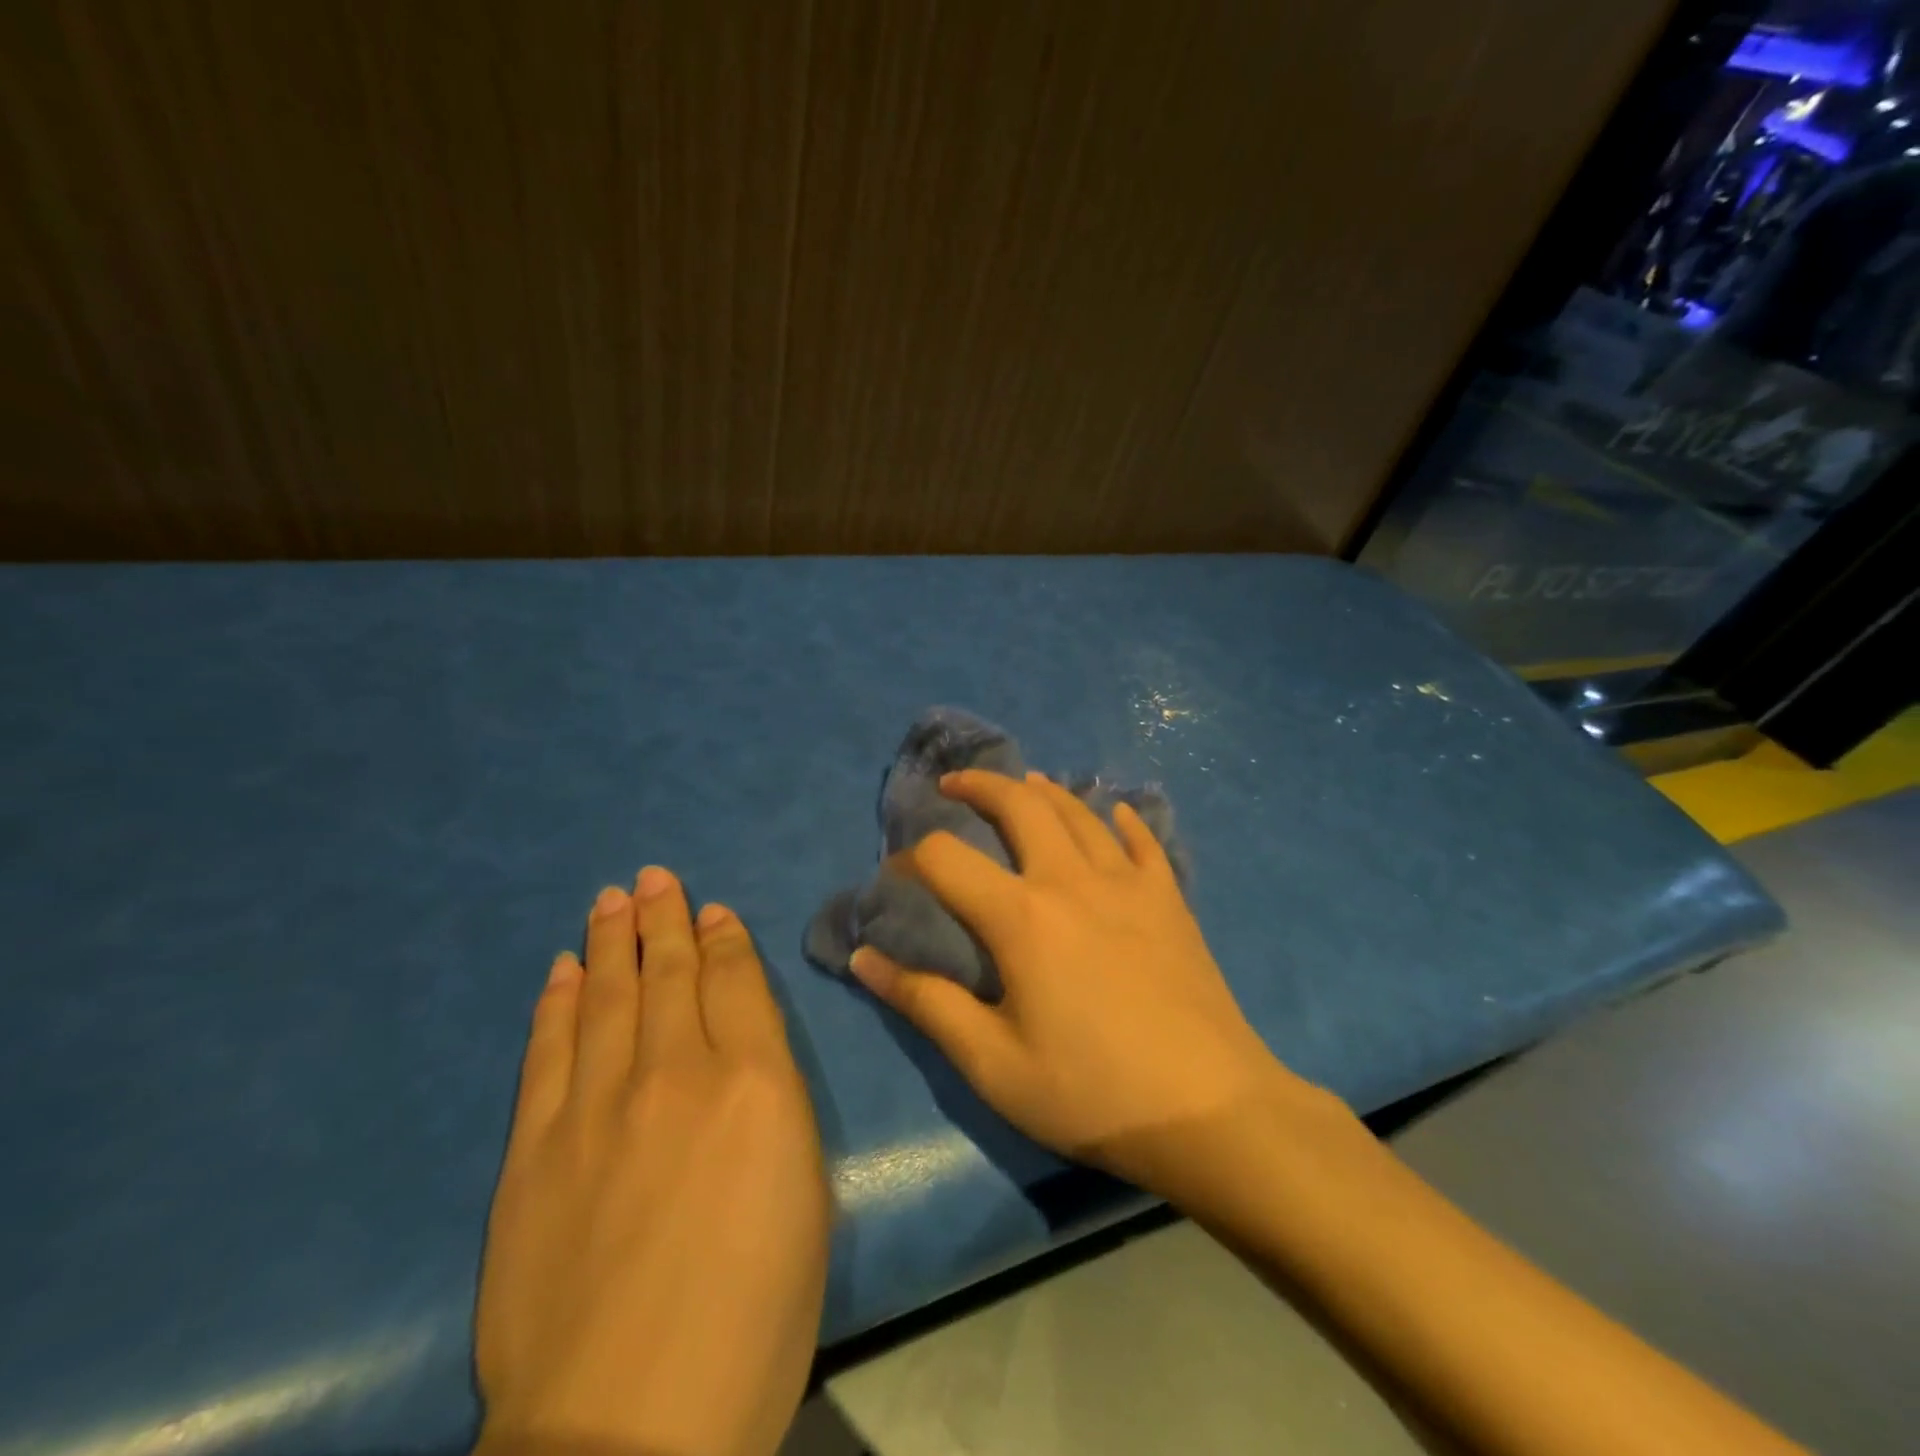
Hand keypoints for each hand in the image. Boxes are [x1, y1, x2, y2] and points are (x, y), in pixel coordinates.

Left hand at [475, 868, 829, 1455]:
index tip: (711, 908)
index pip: (734, 982)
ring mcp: (595, 1105)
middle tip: (653, 877)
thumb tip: (749, 1051)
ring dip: (609, 941)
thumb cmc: (756, 1314)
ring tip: (611, 898)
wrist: (629, 1425)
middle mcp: (674, 1071)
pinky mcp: (533, 1148)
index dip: (723, 938)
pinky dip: (554, 1003)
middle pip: (668, 973)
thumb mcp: (805, 1191)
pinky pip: (547, 1051)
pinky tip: (559, 969)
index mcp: (753, 1082)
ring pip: (604, 995)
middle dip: (663, 919)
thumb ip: (775, 1101)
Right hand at [850, 770, 1318, 1201]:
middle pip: (1020, 806)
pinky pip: (1143, 841)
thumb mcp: (993, 1064)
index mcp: (1022, 917)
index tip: (897, 873)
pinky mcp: (1169, 899)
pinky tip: (1115, 811)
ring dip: (1045, 792)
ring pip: (1080, 813)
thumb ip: (926, 1004)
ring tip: (1025, 784)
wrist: (1210, 1110)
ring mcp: (1128, 883)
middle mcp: (1071, 880)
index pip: (948, 860)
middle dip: (981, 785)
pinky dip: (1123, 819)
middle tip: (955, 784)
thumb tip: (863, 959)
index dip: (913, 857)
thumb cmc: (1092, 1092)